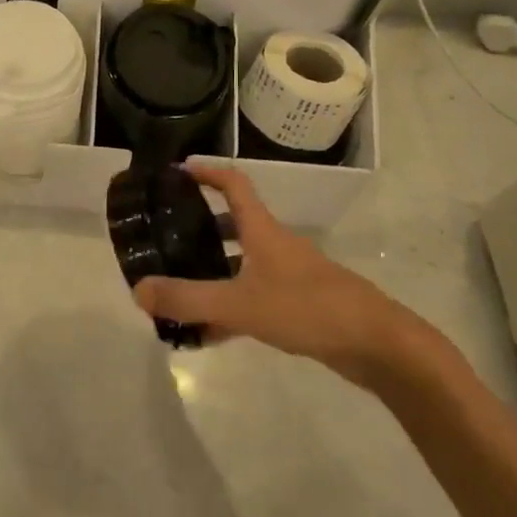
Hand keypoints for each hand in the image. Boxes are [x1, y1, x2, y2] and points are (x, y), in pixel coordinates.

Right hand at [133, 164, 421, 385]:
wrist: (378, 345)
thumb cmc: (308, 308)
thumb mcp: (240, 303)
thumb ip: (188, 299)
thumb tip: (138, 289)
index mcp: (263, 231)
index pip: (233, 184)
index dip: (205, 172)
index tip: (176, 171)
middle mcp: (276, 246)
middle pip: (234, 224)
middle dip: (200, 227)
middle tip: (167, 237)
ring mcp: (290, 276)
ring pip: (242, 264)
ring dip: (213, 271)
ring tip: (179, 287)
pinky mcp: (300, 306)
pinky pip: (254, 298)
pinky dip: (230, 308)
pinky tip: (209, 333)